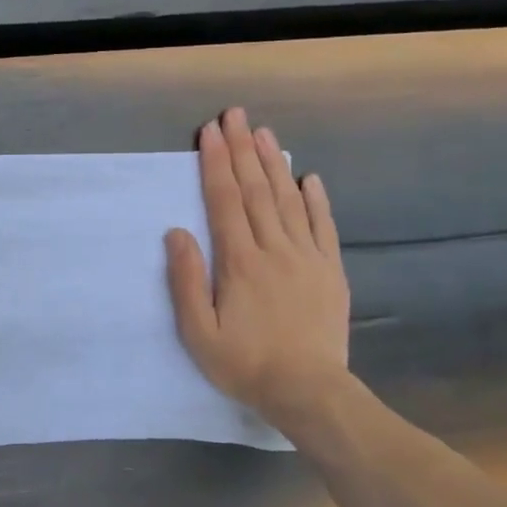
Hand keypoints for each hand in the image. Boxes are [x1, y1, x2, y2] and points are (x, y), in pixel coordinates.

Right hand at [165, 107, 351, 431]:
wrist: (308, 391)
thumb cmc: (244, 364)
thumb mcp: (198, 332)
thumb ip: (185, 280)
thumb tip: (176, 232)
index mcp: (239, 261)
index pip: (224, 201)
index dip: (215, 163)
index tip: (210, 131)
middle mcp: (274, 249)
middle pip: (256, 190)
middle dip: (242, 150)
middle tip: (236, 115)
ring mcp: (307, 257)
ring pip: (288, 200)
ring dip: (275, 164)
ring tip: (265, 133)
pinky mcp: (330, 271)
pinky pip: (323, 226)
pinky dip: (316, 199)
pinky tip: (309, 177)